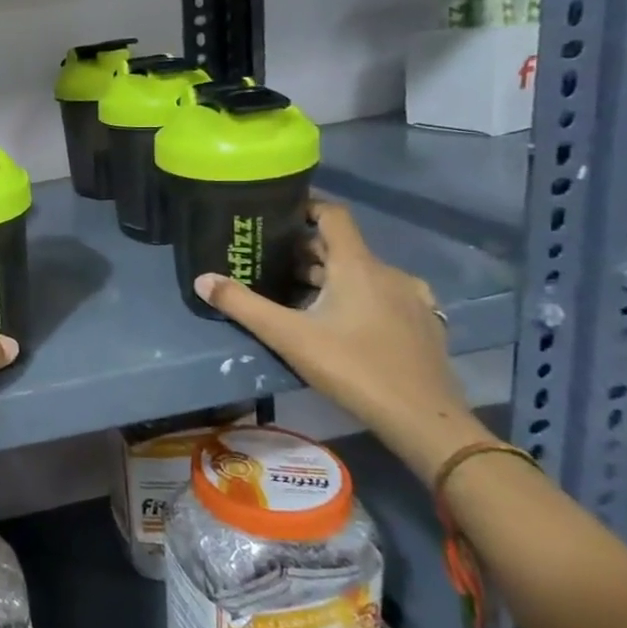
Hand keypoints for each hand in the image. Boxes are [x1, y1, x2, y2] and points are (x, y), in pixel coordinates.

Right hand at [195, 201, 485, 477]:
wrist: (423, 419)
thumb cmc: (352, 367)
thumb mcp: (288, 336)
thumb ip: (242, 305)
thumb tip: (202, 279)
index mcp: (358, 265)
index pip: (333, 216)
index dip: (307, 208)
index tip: (278, 216)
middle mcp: (389, 272)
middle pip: (344, 247)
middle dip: (308, 251)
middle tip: (272, 263)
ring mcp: (412, 299)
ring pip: (365, 274)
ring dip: (333, 277)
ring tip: (300, 295)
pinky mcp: (424, 324)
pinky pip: (385, 296)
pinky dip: (360, 297)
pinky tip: (344, 321)